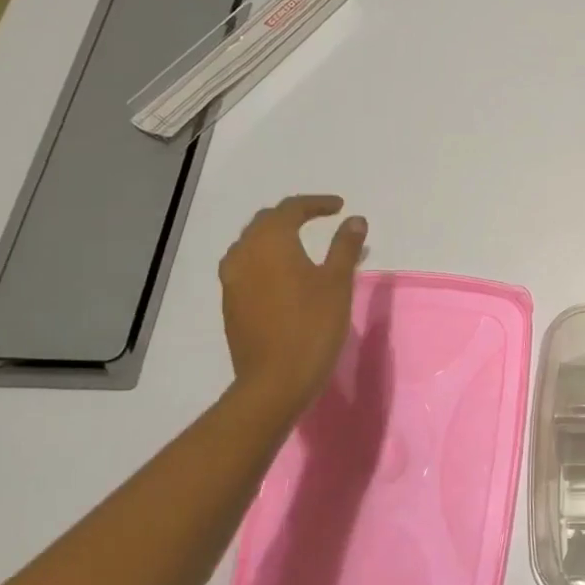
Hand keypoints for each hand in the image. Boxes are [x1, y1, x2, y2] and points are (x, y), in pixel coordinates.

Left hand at [219, 194, 367, 421]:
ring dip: (275, 237)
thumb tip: (354, 220)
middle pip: (265, 222)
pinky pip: (246, 266)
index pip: (291, 208)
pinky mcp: (230, 303)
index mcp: (270, 242)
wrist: (274, 380)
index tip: (340, 207)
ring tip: (301, 244)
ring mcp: (232, 280)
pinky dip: (266, 259)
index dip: (316, 203)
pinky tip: (284, 274)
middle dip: (293, 216)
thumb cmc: (312, 325)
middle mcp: (244, 253)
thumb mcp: (337, 282)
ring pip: (252, 244)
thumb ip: (345, 246)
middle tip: (320, 219)